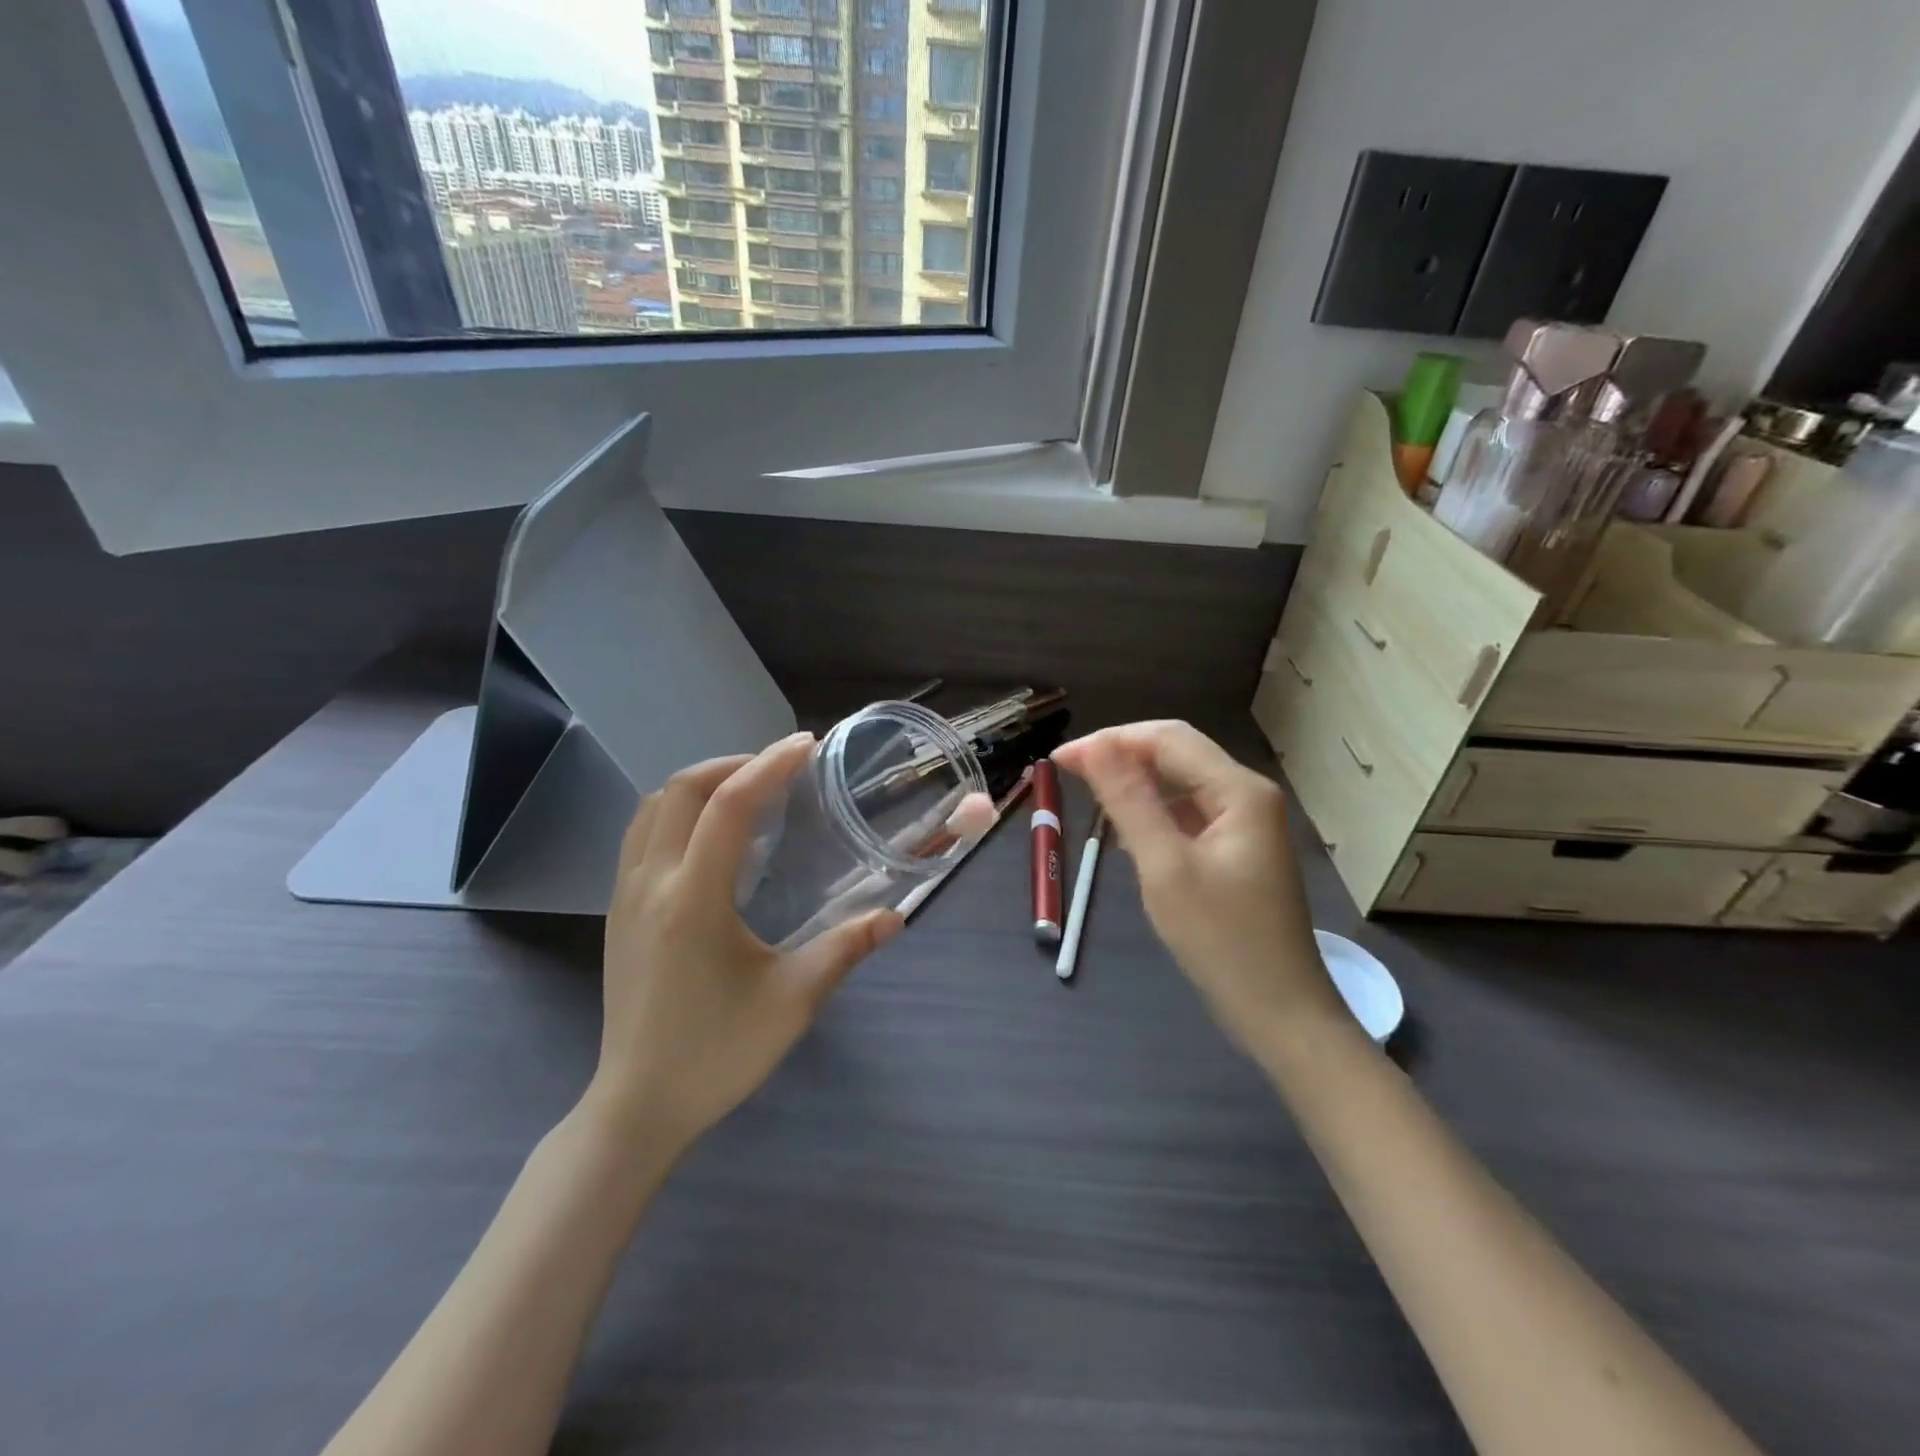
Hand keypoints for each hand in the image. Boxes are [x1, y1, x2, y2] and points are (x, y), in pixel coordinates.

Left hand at [584, 734, 903, 1150]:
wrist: (637, 1107)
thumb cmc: (717, 1054)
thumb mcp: (793, 1001)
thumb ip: (845, 949)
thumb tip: (895, 917)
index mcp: (693, 899)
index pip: (728, 805)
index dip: (769, 765)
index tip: (805, 746)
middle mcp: (650, 883)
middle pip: (680, 790)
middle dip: (732, 763)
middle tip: (779, 768)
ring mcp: (625, 896)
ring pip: (652, 808)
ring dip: (699, 784)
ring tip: (746, 791)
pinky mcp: (618, 913)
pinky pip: (640, 834)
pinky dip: (677, 811)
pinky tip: (710, 836)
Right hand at [1053, 722, 1341, 1049]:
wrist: (1281, 1013)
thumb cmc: (1221, 940)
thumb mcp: (1165, 866)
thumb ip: (1129, 801)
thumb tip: (1094, 746)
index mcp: (1240, 790)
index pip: (1167, 739)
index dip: (1110, 741)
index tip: (1061, 760)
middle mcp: (1248, 795)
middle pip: (1177, 754)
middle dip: (1122, 757)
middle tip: (1069, 774)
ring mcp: (1247, 823)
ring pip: (1182, 784)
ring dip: (1136, 784)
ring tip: (1090, 797)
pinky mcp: (1238, 850)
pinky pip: (1189, 814)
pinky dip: (1154, 813)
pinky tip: (1127, 832)